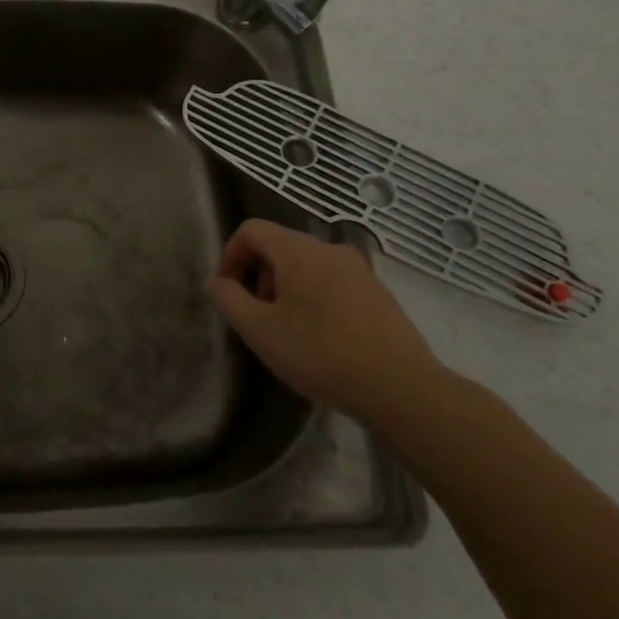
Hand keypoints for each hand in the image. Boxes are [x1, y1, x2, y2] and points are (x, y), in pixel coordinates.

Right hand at [206, 219, 445, 425]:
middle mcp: (329, 249)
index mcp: (298, 250)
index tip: (229, 292)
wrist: (401, 388)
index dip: (231, 255)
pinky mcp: (378, 292)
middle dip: (259, 276)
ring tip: (288, 332)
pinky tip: (321, 340)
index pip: (252, 230)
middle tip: (258, 317)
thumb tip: (217, 281)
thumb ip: (229, 299)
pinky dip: (314, 299)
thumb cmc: (321, 354)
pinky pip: (332, 282)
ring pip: (307, 265)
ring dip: (286, 290)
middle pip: (279, 246)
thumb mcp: (260, 330)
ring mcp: (359, 269)